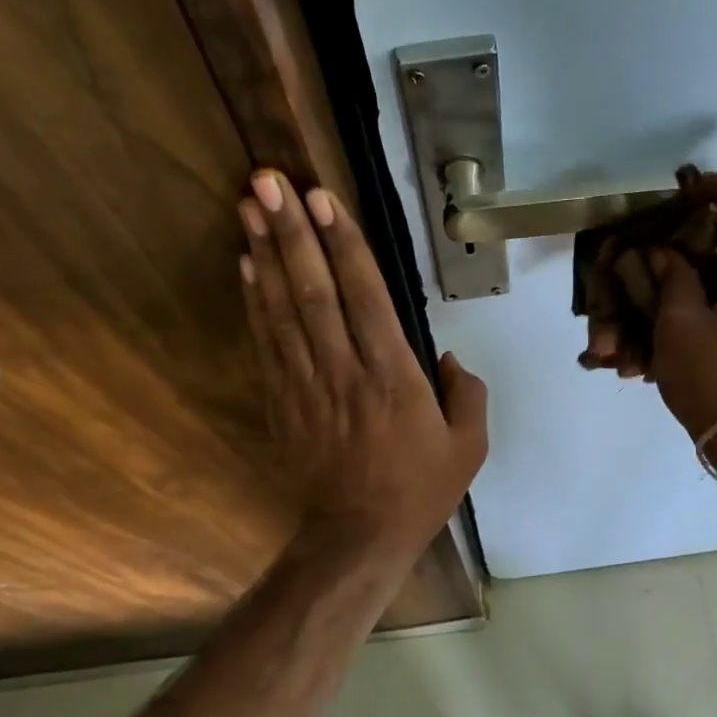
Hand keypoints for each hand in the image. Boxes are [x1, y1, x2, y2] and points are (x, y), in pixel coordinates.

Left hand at [238, 170, 487, 559]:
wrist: (359, 536)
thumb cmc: (419, 490)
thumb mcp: (469, 446)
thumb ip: (465, 392)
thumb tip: (445, 355)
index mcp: (394, 377)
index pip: (366, 296)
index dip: (343, 244)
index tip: (322, 198)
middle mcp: (346, 370)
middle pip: (314, 290)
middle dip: (291, 231)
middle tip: (267, 180)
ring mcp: (308, 385)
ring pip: (283, 309)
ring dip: (265, 253)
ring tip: (249, 205)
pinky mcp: (284, 402)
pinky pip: (267, 343)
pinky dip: (255, 301)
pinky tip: (246, 265)